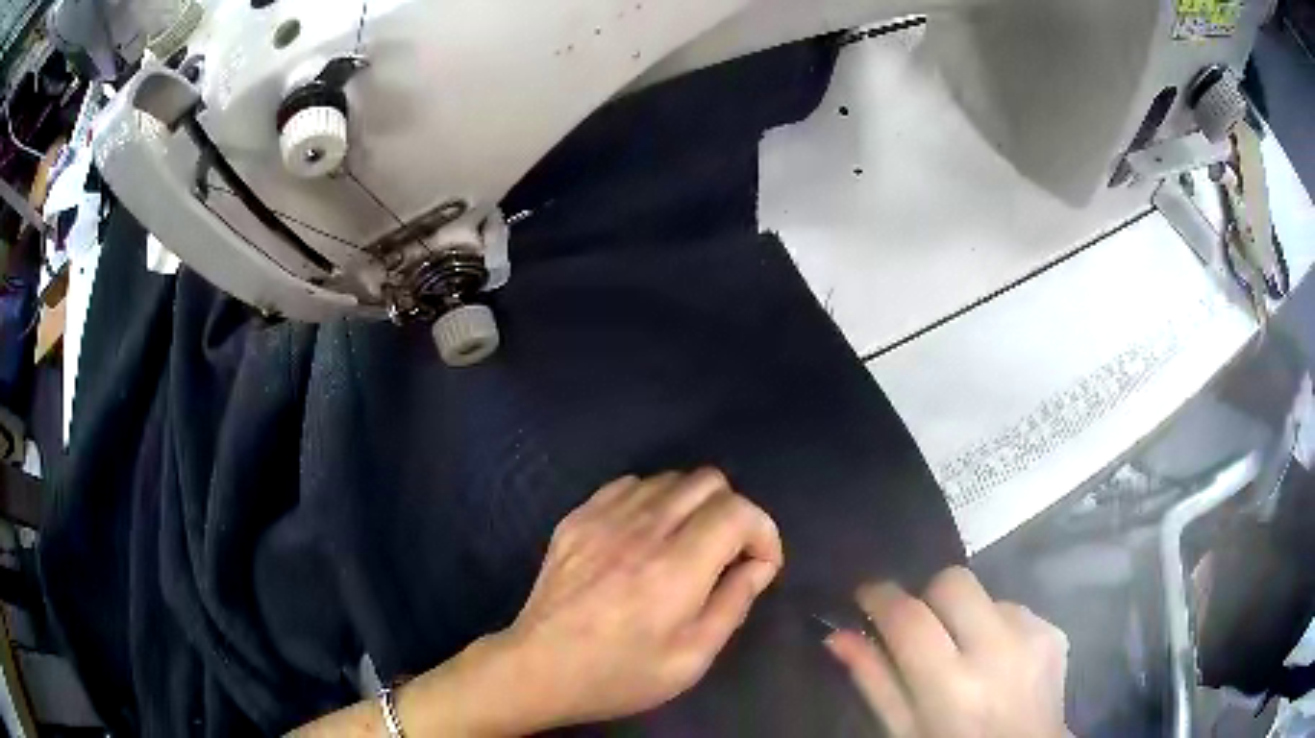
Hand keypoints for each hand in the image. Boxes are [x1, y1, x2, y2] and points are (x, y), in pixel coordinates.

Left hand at [499, 469, 783, 729]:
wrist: (538, 668)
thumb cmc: (619, 675)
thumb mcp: (691, 659)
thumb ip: (733, 604)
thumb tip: (759, 565)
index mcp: (675, 568)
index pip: (738, 511)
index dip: (763, 532)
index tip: (759, 564)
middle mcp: (642, 530)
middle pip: (709, 481)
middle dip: (732, 513)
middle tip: (725, 555)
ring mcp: (604, 518)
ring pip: (670, 478)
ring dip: (692, 506)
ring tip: (684, 546)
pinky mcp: (577, 517)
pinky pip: (629, 485)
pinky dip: (652, 502)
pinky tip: (644, 537)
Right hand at [825, 567, 1068, 737]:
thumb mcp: (905, 730)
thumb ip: (874, 681)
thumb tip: (839, 634)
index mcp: (952, 686)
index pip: (909, 618)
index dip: (881, 597)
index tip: (866, 595)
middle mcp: (997, 651)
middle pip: (952, 581)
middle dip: (928, 597)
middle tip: (921, 628)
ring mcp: (1033, 636)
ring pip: (985, 595)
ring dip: (966, 617)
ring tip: (966, 656)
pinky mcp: (1054, 631)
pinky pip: (1014, 609)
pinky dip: (997, 627)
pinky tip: (998, 661)